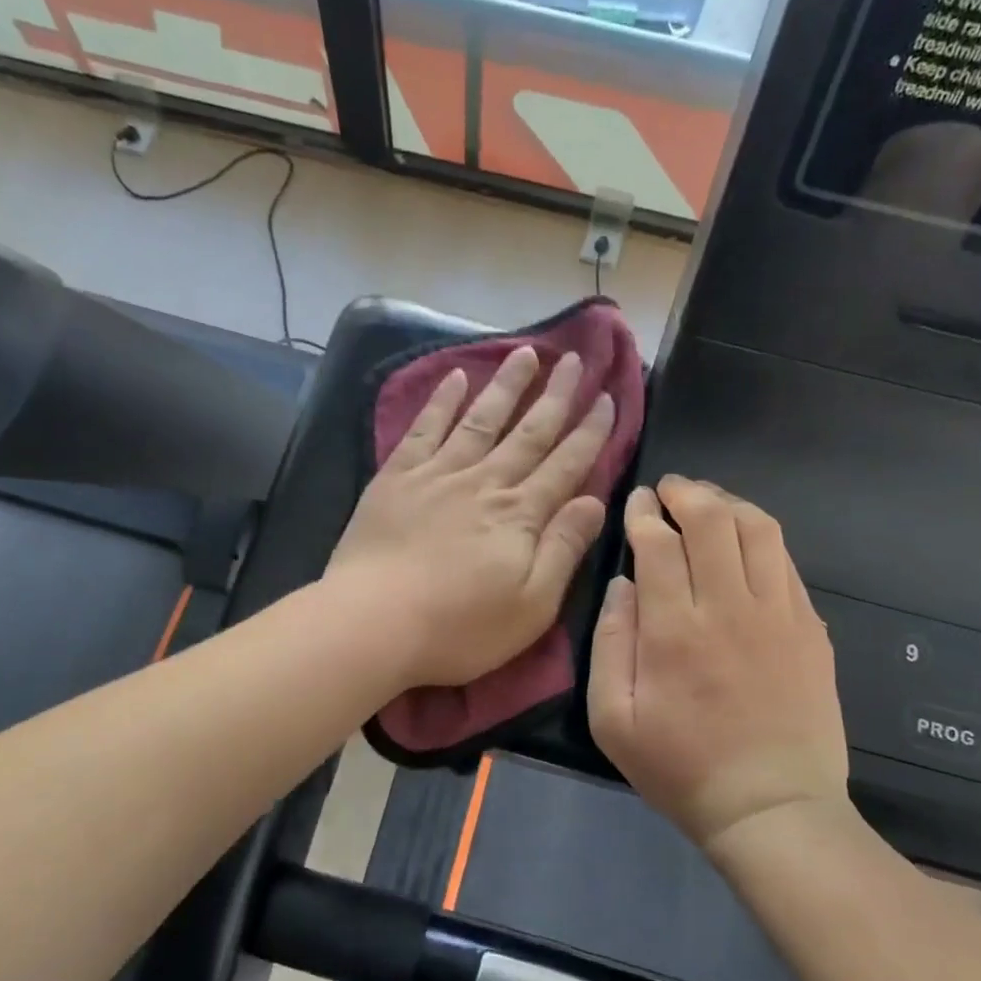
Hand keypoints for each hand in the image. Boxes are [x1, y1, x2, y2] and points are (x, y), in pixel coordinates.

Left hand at [328, 346, 613, 689]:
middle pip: (529, 432)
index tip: (607, 398)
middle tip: (576, 359)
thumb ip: (564, 548)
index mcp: (521, 514)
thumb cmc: (459, 627)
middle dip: (556, 395)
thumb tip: (595, 501)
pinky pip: (425, 428)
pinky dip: (442, 400)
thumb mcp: (532, 605)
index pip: (566, 465)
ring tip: (526, 353)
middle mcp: (485, 482)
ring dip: (507, 385)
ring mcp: (439, 474)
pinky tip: (456, 376)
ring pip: (482, 419)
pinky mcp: (397, 477)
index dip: (590, 431)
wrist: (373, 623)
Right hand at [588, 476, 852, 848]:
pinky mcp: (810, 628)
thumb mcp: (613, 719)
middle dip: (686, 492)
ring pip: (758, 529)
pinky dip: (761, 537)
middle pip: (712, 519)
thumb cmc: (681, 768)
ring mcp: (778, 614)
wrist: (772, 808)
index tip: (637, 502)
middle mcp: (729, 607)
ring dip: (728, 504)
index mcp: (674, 629)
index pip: (658, 542)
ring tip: (709, 504)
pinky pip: (787, 561)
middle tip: (669, 490)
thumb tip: (622, 585)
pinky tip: (746, 544)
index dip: (644, 512)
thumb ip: (610, 643)